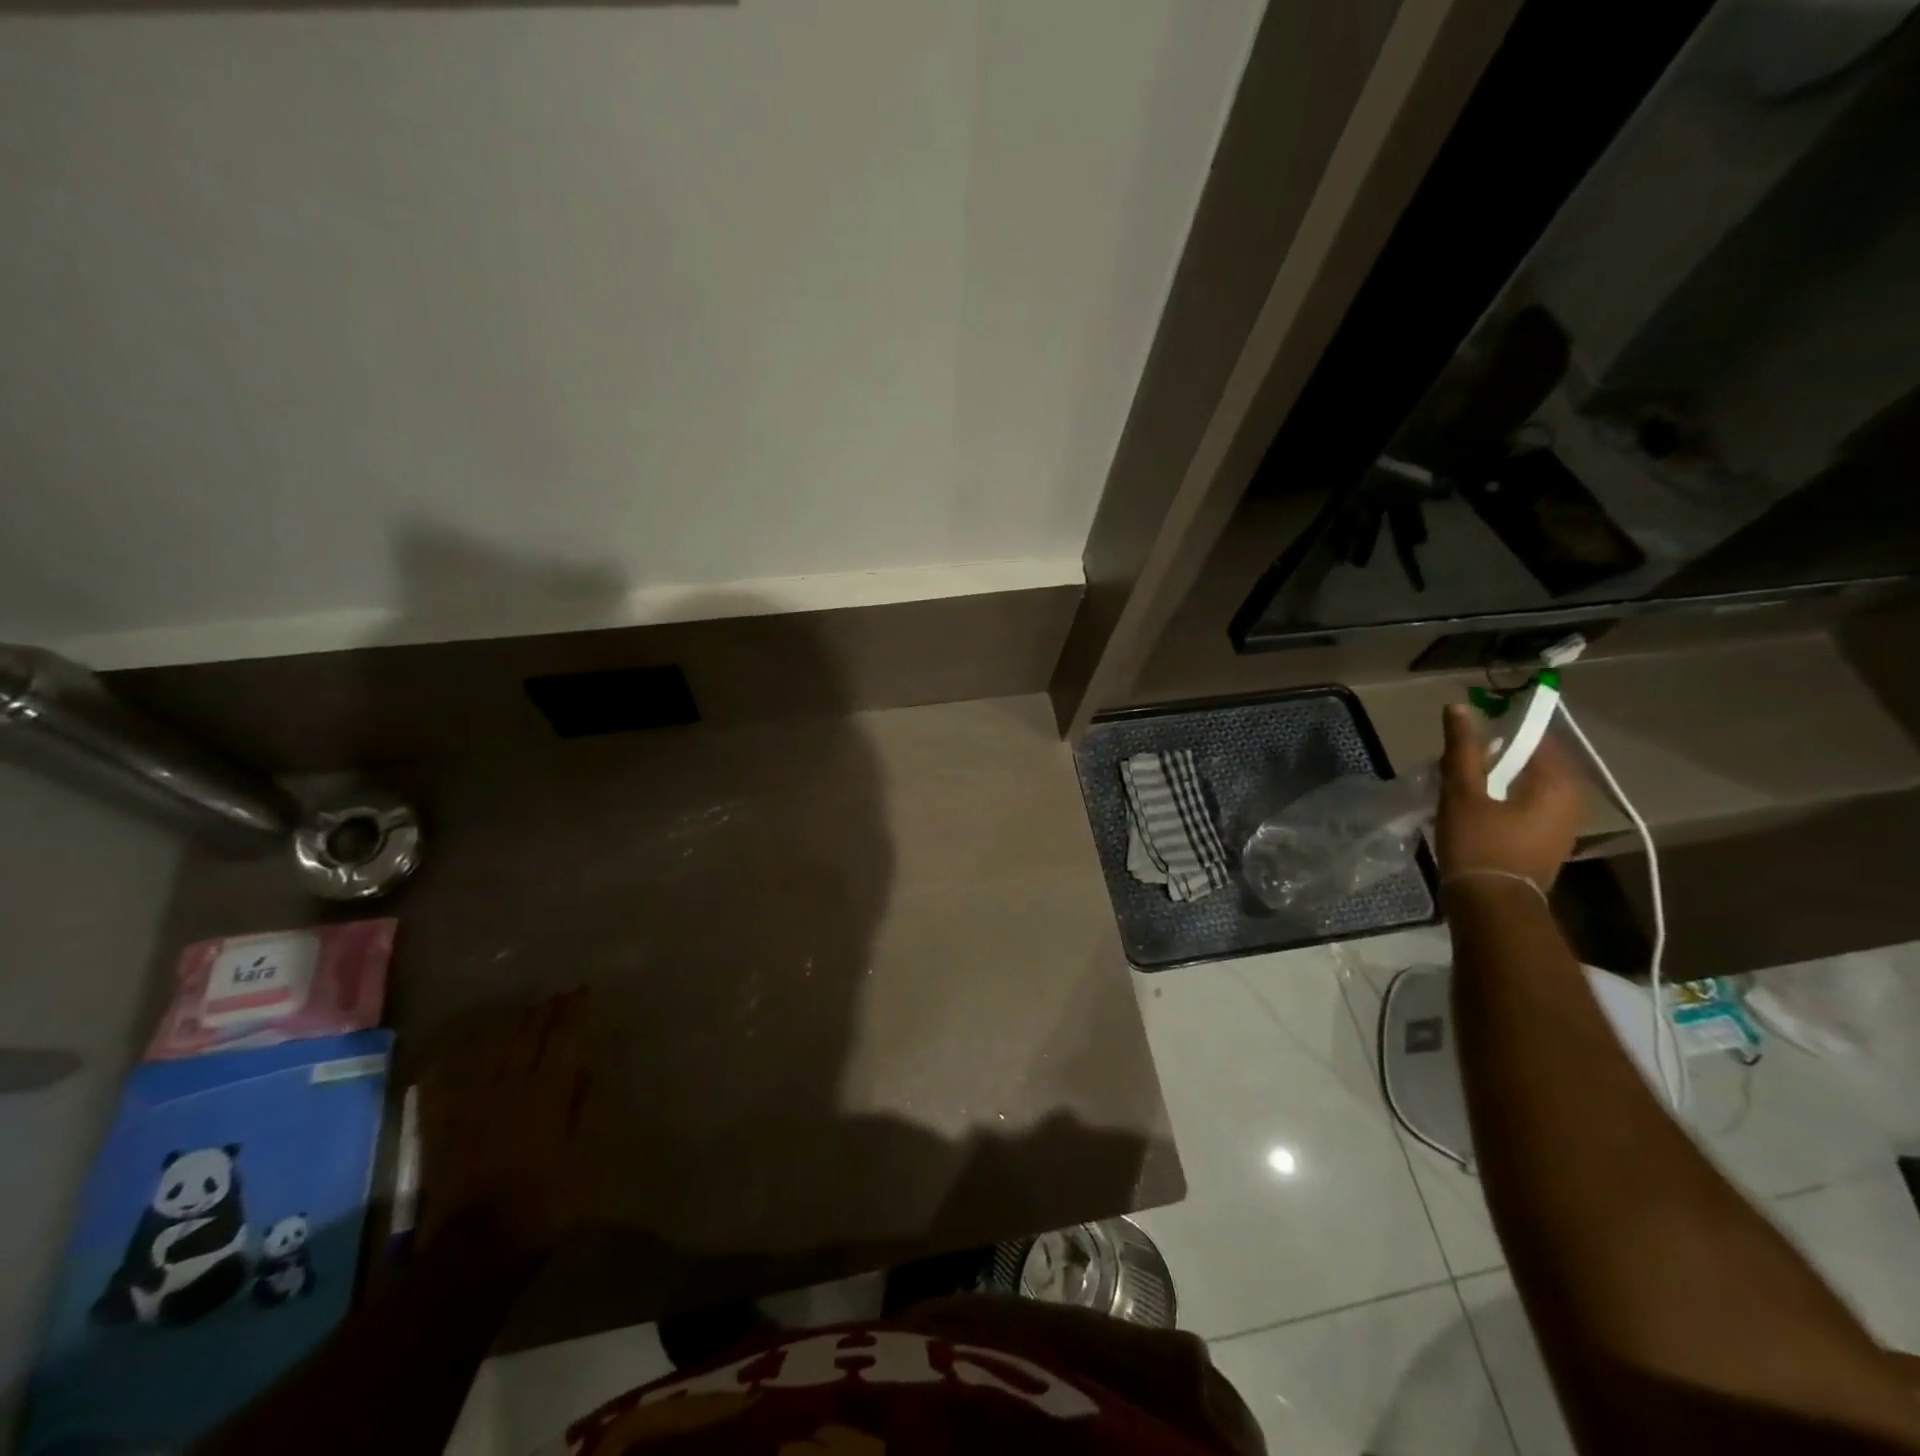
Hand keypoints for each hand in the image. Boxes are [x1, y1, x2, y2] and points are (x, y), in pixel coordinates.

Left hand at [418, 990, 592, 1258]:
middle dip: (544, 1012)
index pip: (563, 1037)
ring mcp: (472, 1104)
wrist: (476, 1246)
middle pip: (527, 1037)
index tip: (583, 991)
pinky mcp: (444, 1124)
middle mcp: (509, 1086)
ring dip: (512, 1028)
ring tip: (525, 1012)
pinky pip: (446, 1084)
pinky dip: (452, 1065)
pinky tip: (454, 1053)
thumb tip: (583, 1066)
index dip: (574, 1012)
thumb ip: (579, 1105)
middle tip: (557, 996)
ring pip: (494, 1051)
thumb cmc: (542, 1200)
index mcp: (546, 1090)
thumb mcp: (578, 1151)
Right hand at [1437, 703, 1586, 888]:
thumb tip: (1458, 708)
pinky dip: (1507, 797)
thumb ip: (1462, 749)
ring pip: (1531, 784)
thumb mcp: (1463, 793)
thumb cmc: (1479, 845)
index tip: (1470, 733)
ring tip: (1465, 781)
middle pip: (1534, 762)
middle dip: (1499, 756)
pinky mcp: (1550, 840)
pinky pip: (1531, 804)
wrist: (1492, 906)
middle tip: (1462, 758)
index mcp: (1559, 782)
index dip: (1502, 729)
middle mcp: (1574, 799)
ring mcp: (1565, 823)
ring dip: (1501, 778)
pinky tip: (1478, 805)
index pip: (1535, 737)